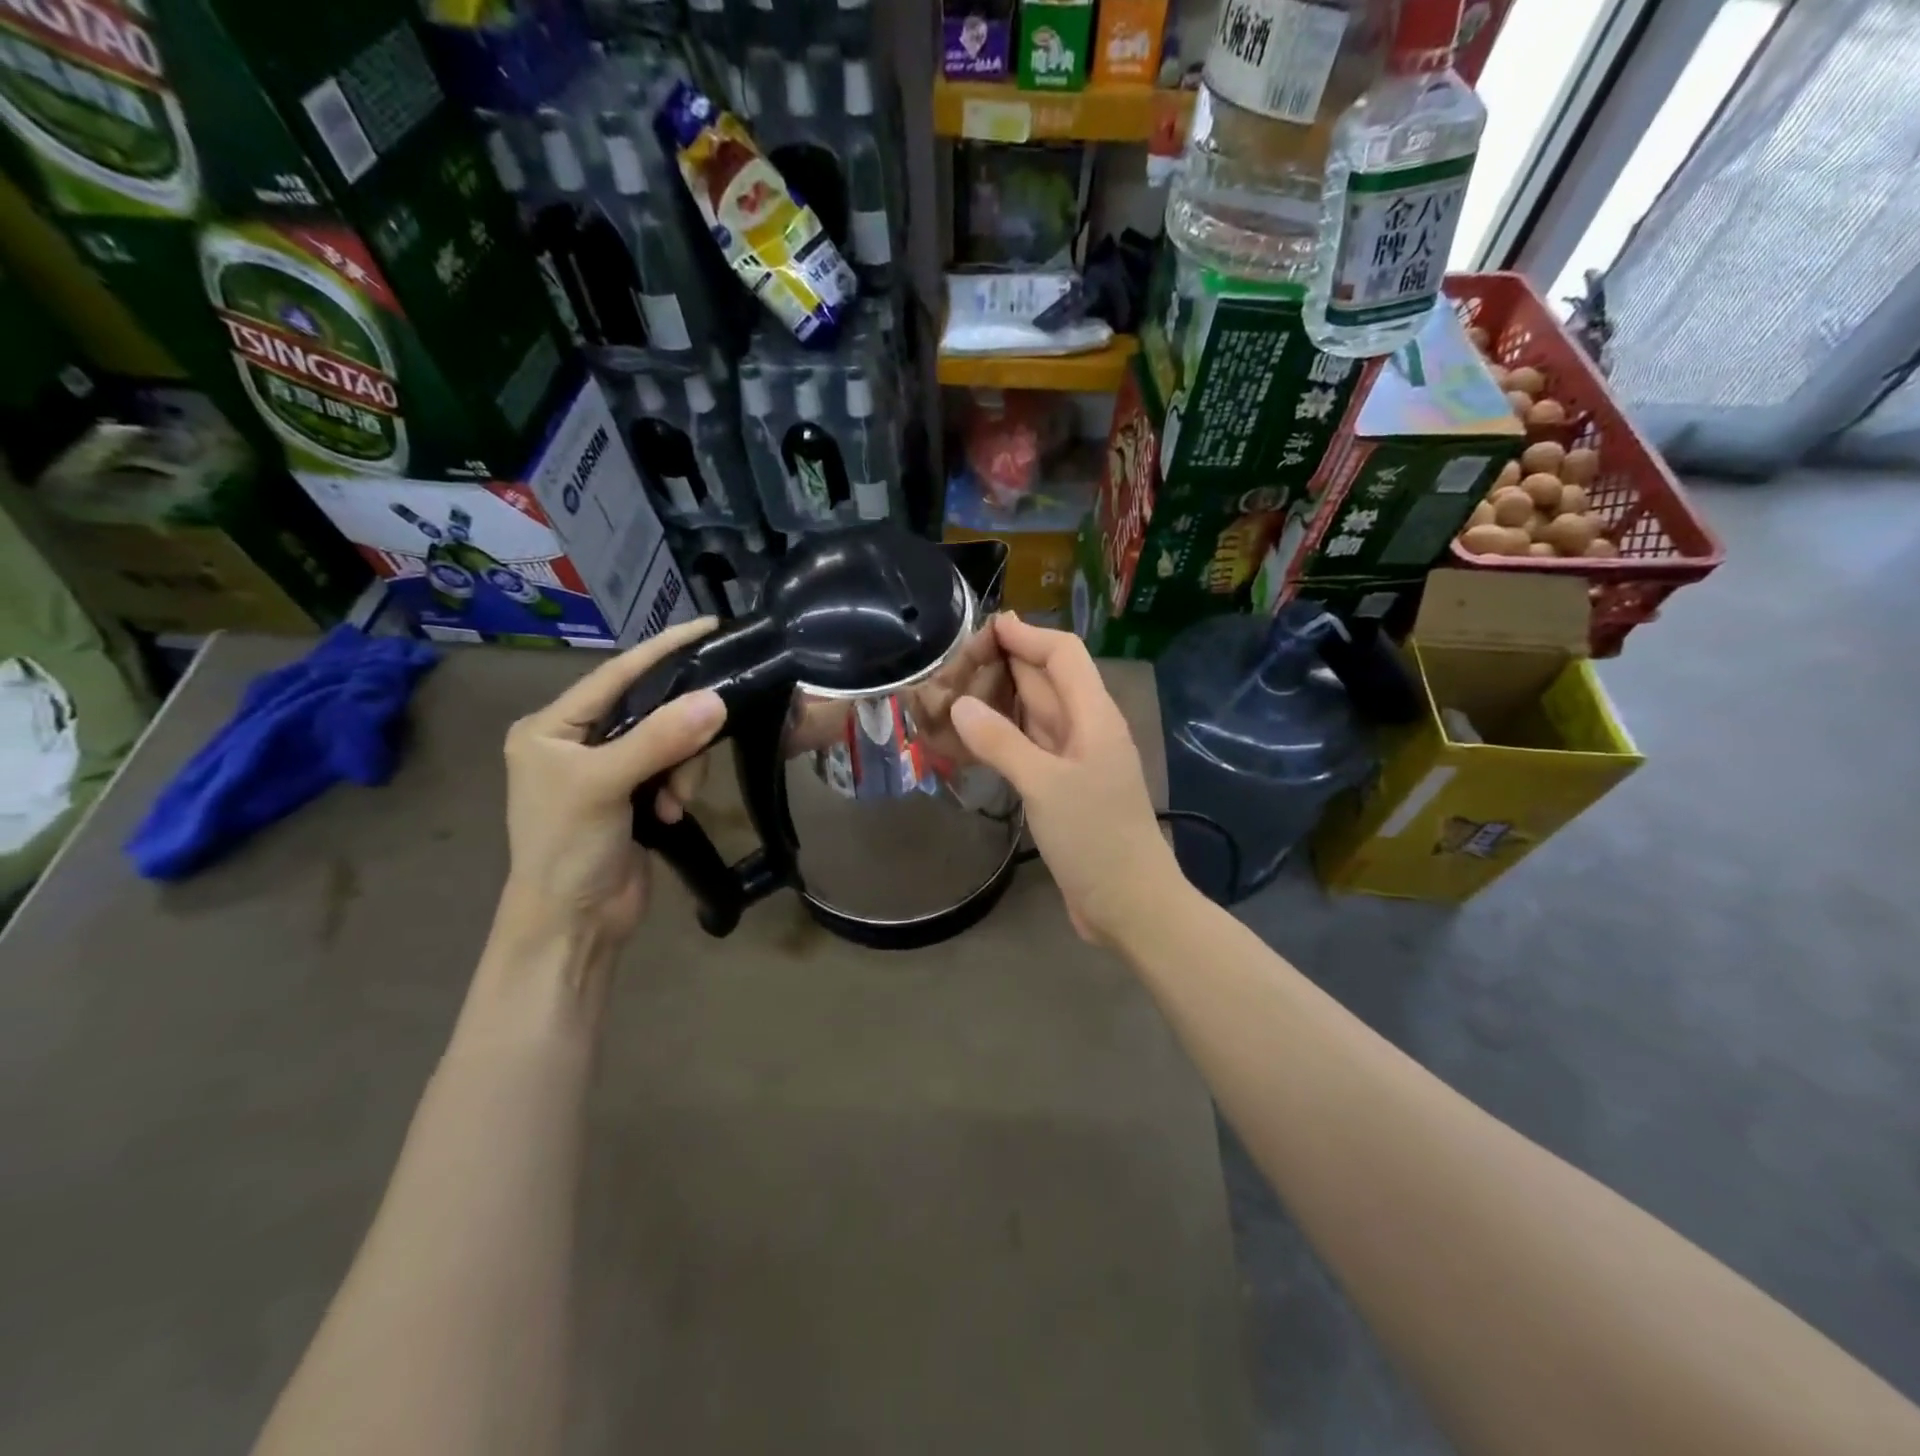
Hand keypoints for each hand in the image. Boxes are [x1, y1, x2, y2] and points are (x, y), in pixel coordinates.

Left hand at [498, 618, 727, 948]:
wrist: (573, 925)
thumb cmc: (567, 849)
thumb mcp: (604, 786)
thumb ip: (659, 740)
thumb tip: (716, 699)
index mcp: (551, 727)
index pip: (616, 674)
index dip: (663, 650)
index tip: (710, 626)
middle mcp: (578, 741)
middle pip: (649, 708)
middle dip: (678, 731)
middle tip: (698, 749)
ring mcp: (609, 769)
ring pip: (669, 741)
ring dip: (681, 768)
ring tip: (672, 803)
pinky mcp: (634, 795)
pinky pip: (674, 769)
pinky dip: (680, 786)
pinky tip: (671, 814)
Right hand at [950, 614, 1180, 947]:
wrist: (1131, 903)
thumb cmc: (1095, 838)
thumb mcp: (1045, 785)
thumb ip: (1001, 742)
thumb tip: (959, 704)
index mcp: (1094, 716)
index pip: (1063, 655)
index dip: (1027, 636)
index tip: (985, 627)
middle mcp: (1087, 729)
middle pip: (1048, 681)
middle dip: (1008, 664)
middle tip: (957, 662)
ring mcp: (1077, 760)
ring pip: (1037, 715)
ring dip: (1003, 700)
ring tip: (957, 692)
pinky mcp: (1065, 789)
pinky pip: (1032, 747)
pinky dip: (1005, 737)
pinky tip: (976, 738)